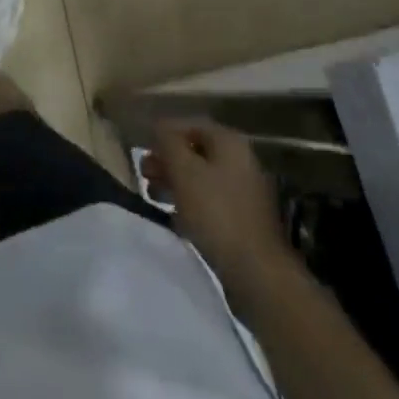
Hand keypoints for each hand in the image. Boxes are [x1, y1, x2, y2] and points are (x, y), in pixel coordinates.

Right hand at [147, 120, 293, 295]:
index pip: (190, 124)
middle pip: (196, 151)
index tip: (142, 149)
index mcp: (229, 142)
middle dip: (167, 160)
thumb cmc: (216, 214)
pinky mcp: (242, 221)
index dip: (164, 133)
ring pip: (201, 178)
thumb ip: (167, 143)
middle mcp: (239, 160)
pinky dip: (189, 203)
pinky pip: (209, 202)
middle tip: (144, 174)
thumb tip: (158, 125)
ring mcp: (243, 192)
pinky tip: (173, 217)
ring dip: (175, 182)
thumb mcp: (184, 172)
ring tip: (152, 194)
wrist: (256, 273)